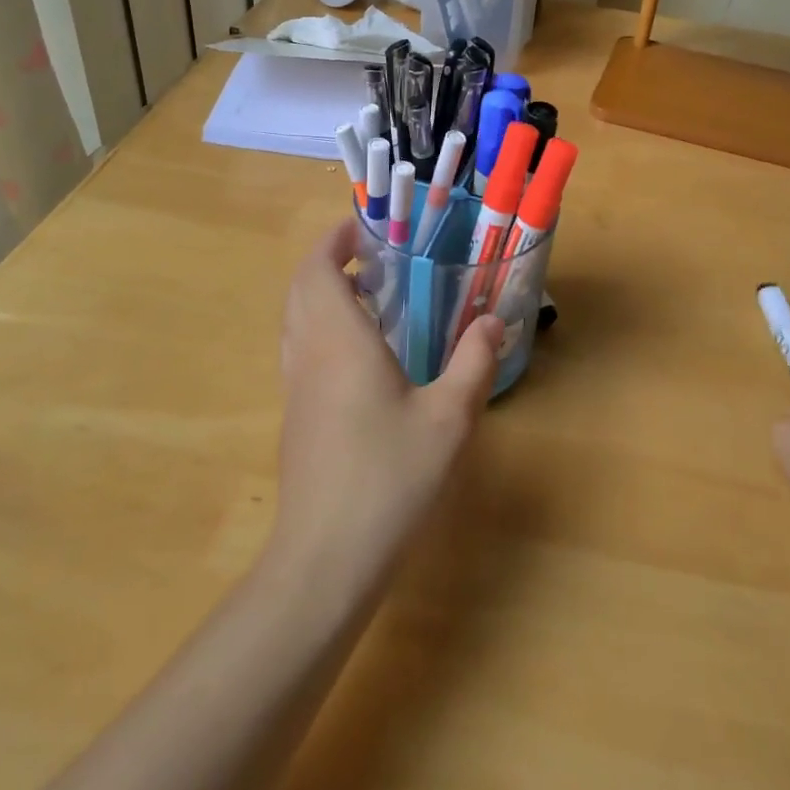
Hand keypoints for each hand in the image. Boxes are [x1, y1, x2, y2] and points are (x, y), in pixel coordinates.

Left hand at [269, 219, 503, 588]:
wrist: (325, 560)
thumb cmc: (388, 480)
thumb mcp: (448, 420)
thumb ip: (473, 362)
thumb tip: (493, 321)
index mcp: (339, 342)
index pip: (317, 269)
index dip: (334, 240)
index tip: (366, 229)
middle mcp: (308, 355)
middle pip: (301, 288)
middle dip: (329, 261)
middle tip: (374, 258)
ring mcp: (296, 389)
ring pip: (295, 319)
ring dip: (322, 294)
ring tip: (371, 297)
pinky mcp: (296, 418)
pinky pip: (300, 349)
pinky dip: (321, 328)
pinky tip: (362, 355)